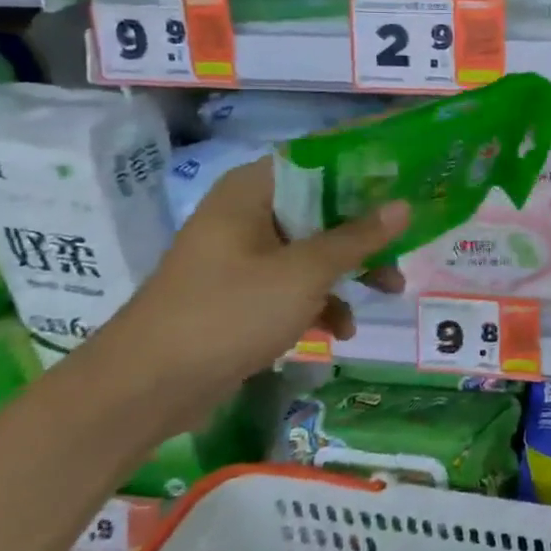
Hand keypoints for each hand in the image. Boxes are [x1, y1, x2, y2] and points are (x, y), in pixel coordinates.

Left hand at [102, 157, 408, 415]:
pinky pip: (293, 284)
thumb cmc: (228, 312)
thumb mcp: (305, 273)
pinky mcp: (240, 295)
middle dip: (366, 232)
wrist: (145, 390)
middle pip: (321, 208)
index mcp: (252, 191)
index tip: (403, 187)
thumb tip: (404, 206)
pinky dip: (321, 301)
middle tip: (405, 244)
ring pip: (313, 249)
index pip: (318, 161)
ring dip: (350, 270)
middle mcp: (246, 215)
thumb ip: (358, 238)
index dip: (363, 172)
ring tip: (389, 292)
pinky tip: (342, 329)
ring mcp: (242, 257)